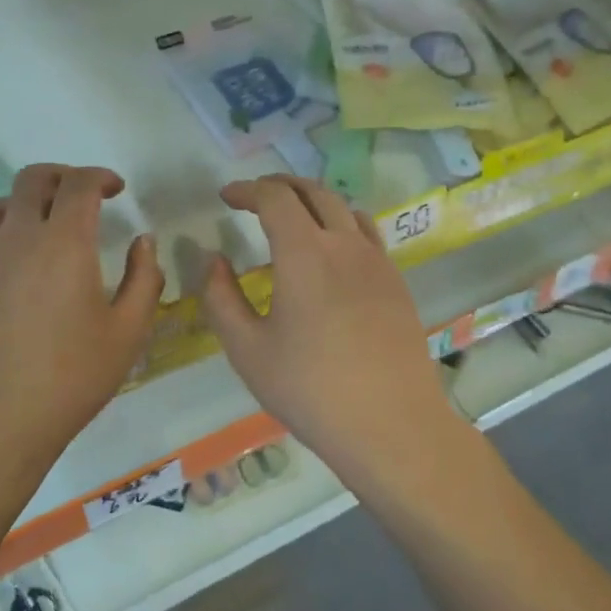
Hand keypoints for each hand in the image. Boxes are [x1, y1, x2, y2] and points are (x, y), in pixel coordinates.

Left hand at [0, 164, 163, 503]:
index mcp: (64, 243)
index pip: (80, 184)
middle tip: (81, 196)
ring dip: (25, 203)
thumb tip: (143, 241)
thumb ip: (144, 279)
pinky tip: (3, 259)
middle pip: (33, 179)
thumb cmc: (69, 381)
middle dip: (62, 177)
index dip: (101, 177)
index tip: (116, 189)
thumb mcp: (127, 334)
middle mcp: (16, 236)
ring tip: (41, 226)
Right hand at [200, 176, 463, 488]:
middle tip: (255, 196)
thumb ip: (221, 298)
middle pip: (313, 192)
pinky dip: (341, 223)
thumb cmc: (310, 389)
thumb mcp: (247, 350)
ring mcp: (377, 261)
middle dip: (280, 185)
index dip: (247, 190)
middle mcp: (344, 244)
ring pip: (344, 208)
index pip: (274, 198)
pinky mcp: (396, 282)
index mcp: (304, 253)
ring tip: (293, 214)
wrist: (391, 424)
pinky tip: (333, 249)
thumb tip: (213, 260)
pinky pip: (367, 234)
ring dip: (313, 200)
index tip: (227, 197)